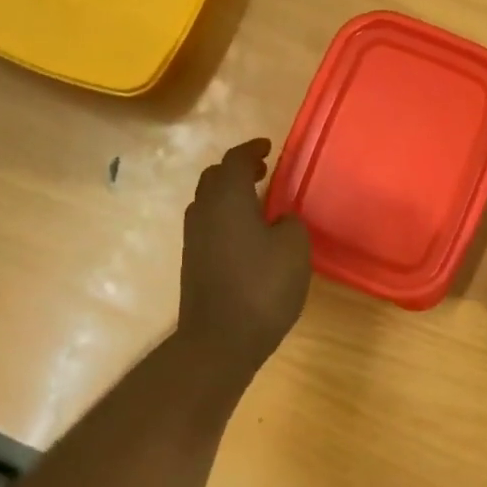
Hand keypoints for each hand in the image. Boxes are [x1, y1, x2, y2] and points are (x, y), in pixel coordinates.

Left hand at [179, 139, 312, 369]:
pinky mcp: (192, 260)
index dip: (252, 149)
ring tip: (257, 201)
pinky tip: (246, 233)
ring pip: (208, 201)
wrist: (219, 339)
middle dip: (238, 169)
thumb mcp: (294, 248)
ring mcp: (193, 237)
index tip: (269, 147)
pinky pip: (208, 223)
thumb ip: (290, 222)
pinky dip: (226, 216)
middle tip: (263, 171)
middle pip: (215, 177)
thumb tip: (280, 219)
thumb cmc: (262, 287)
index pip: (236, 160)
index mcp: (228, 198)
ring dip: (230, 193)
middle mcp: (204, 210)